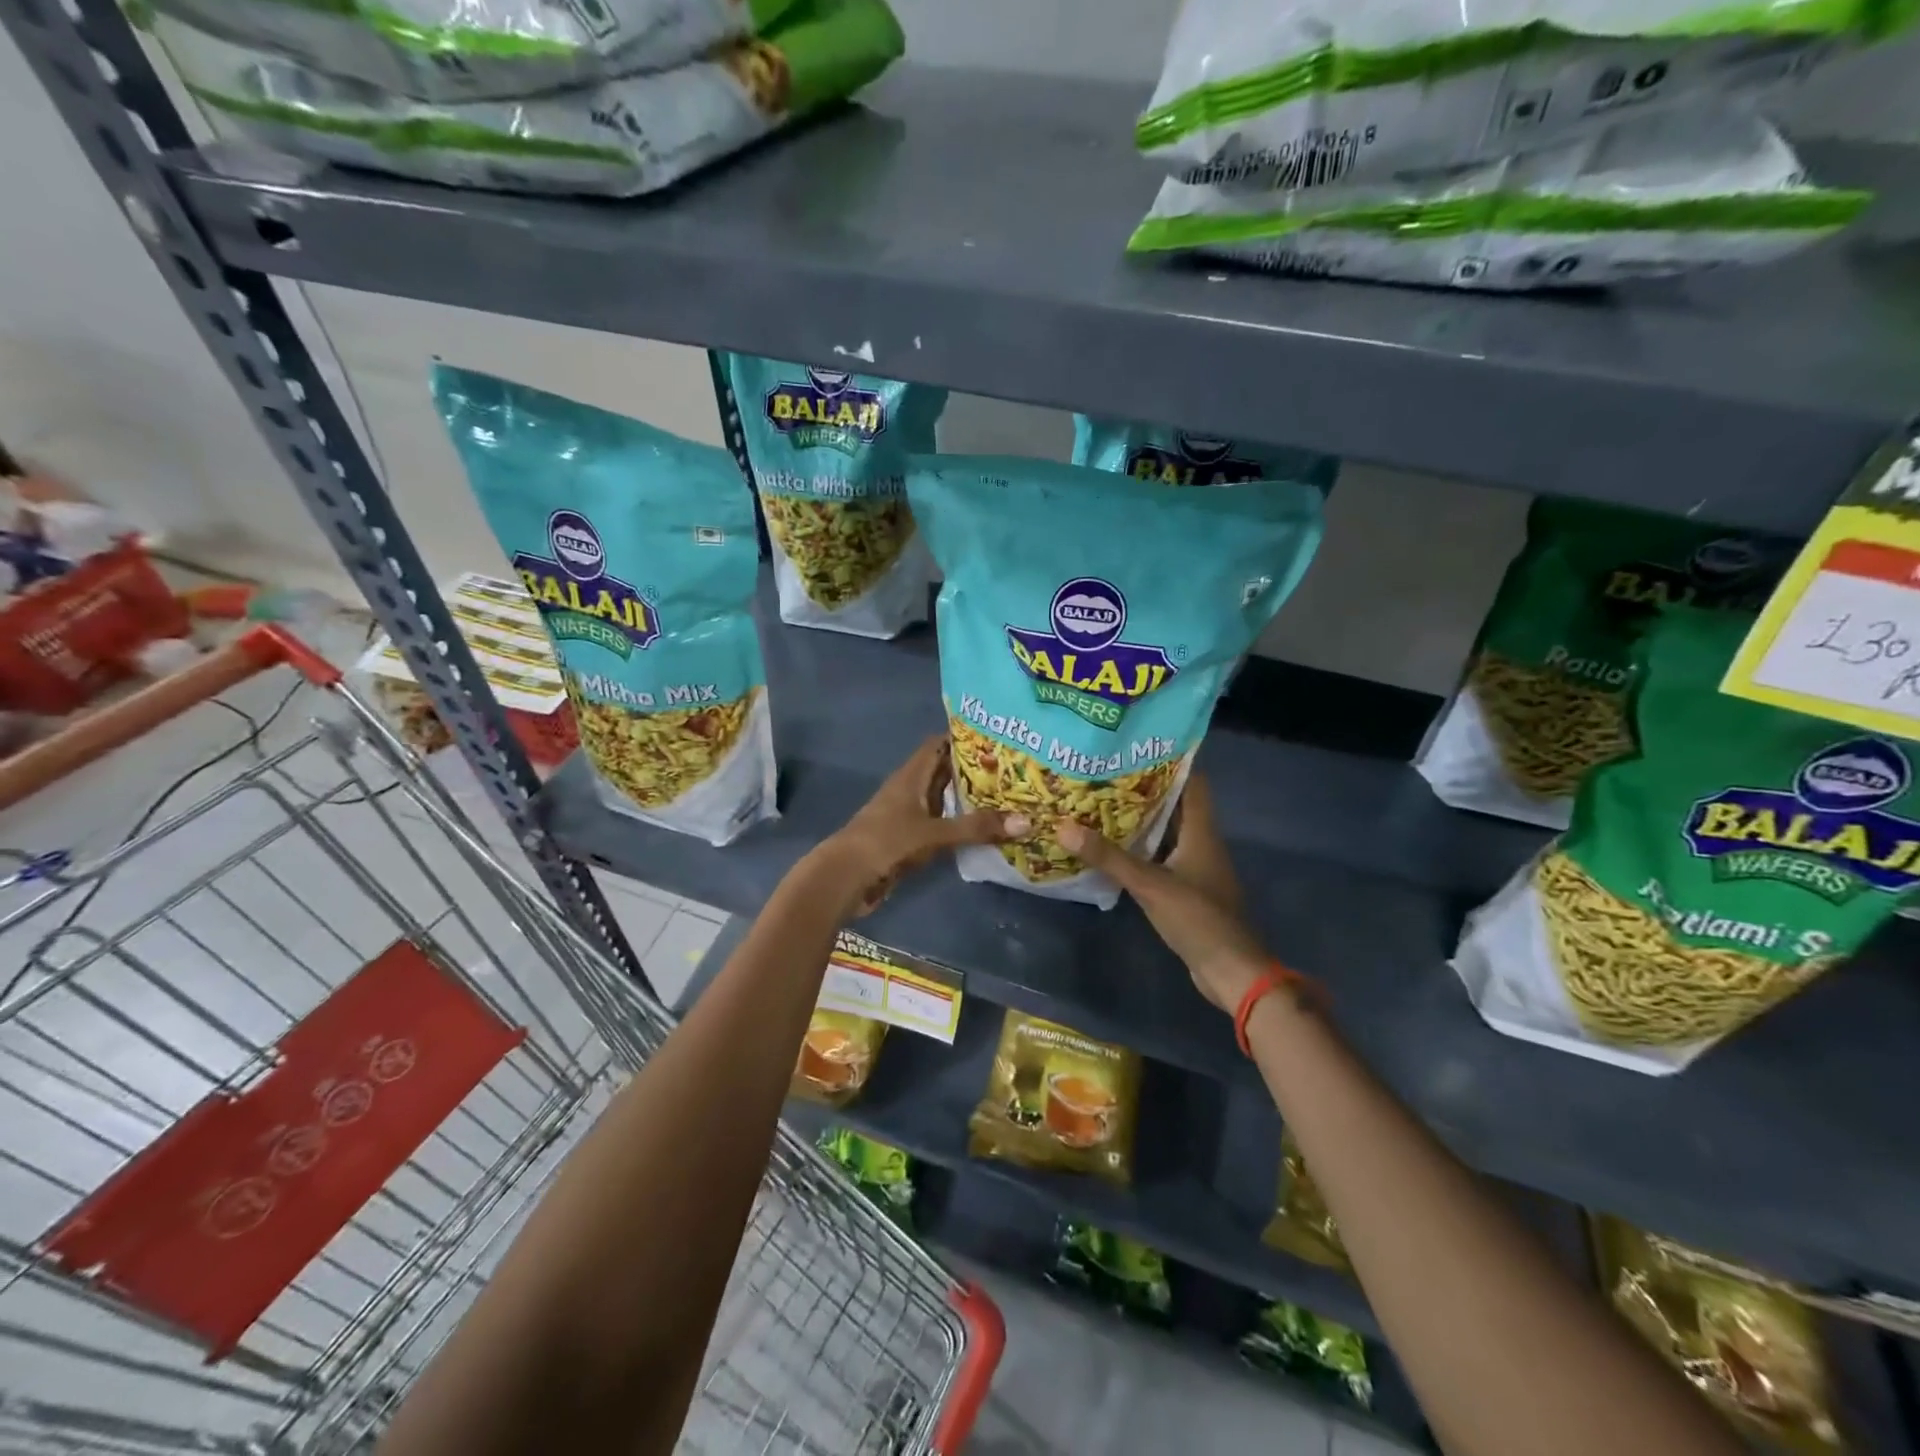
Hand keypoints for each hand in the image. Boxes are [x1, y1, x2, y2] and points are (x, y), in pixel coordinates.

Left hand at [815, 735, 1027, 917]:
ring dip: (968, 799)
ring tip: (1007, 797)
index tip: (998, 738)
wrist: (845, 877)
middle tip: (1014, 770)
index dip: (964, 738)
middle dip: (974, 770)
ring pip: (943, 800)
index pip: (939, 744)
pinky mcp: (908, 839)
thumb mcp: (934, 833)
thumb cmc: (885, 843)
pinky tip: (983, 830)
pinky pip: (940, 825)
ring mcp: (908, 815)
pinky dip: (959, 824)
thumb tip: (1026, 822)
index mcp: (911, 776)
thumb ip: (976, 828)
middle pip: (944, 771)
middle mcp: (910, 790)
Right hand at [1057, 775, 1267, 1011]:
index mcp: (1201, 831)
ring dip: (1139, 819)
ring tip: (1099, 801)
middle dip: (1142, 788)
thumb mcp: (1150, 884)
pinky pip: (1160, 857)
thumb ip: (1109, 857)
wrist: (1230, 971)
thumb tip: (1064, 827)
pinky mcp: (1185, 888)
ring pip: (1165, 831)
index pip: (1191, 781)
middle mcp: (1200, 842)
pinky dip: (1139, 848)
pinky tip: (1111, 846)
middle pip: (1174, 804)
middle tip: (1104, 772)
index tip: (1135, 746)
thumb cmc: (1198, 918)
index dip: (1169, 760)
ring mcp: (1194, 866)